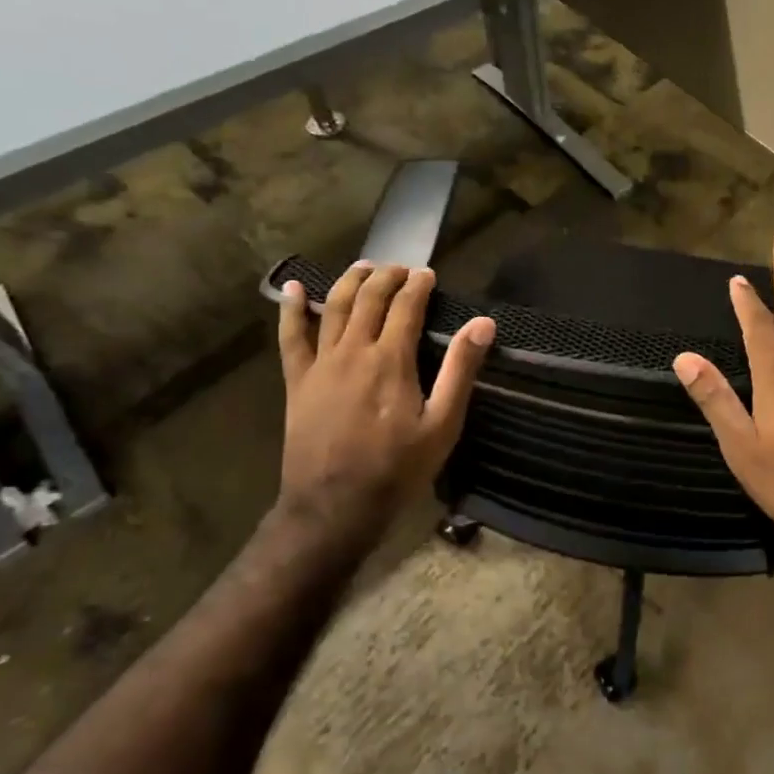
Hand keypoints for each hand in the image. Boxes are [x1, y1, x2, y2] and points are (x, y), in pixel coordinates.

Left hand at [274, 262, 495, 547]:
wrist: (334, 507)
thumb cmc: (397, 468)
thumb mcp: (443, 424)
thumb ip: (460, 370)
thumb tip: (482, 324)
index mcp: (391, 360)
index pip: (406, 307)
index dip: (418, 286)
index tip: (428, 274)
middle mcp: (353, 352)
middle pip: (369, 299)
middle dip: (387, 277)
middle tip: (401, 268)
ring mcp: (321, 365)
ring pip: (333, 308)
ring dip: (350, 282)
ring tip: (364, 267)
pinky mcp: (297, 382)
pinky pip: (291, 337)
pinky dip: (292, 309)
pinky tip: (294, 289)